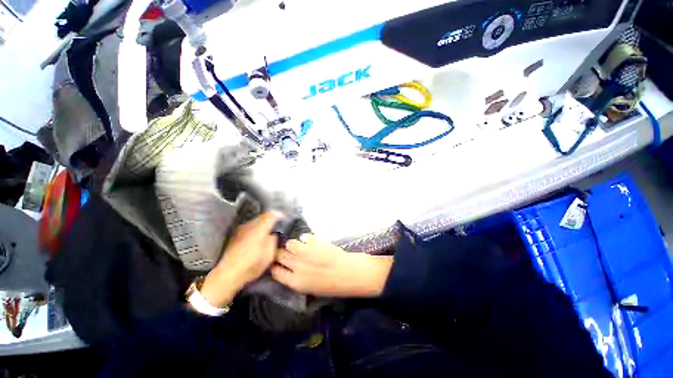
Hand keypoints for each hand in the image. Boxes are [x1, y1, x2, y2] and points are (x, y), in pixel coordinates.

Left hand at [200, 212, 280, 307]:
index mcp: (260, 229)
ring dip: (261, 225)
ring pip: (255, 222)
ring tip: (266, 232)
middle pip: (262, 217)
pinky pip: (249, 228)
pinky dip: (254, 230)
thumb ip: (274, 241)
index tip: (282, 218)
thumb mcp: (269, 255)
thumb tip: (274, 235)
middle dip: (269, 220)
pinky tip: (256, 239)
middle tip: (275, 226)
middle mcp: (249, 226)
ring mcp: (241, 230)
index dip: (278, 215)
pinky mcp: (235, 236)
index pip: (270, 215)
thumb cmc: (251, 265)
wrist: (228, 274)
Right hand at [272, 234, 392, 297]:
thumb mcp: (311, 288)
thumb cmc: (333, 285)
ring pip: (290, 243)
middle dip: (281, 254)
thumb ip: (297, 278)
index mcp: (295, 281)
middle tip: (288, 253)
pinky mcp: (314, 241)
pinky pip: (304, 237)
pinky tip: (311, 242)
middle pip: (279, 255)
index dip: (275, 267)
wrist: (350, 272)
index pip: (275, 271)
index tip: (277, 264)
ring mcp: (305, 251)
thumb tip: (289, 269)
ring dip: (294, 245)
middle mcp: (296, 265)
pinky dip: (305, 239)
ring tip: (301, 247)